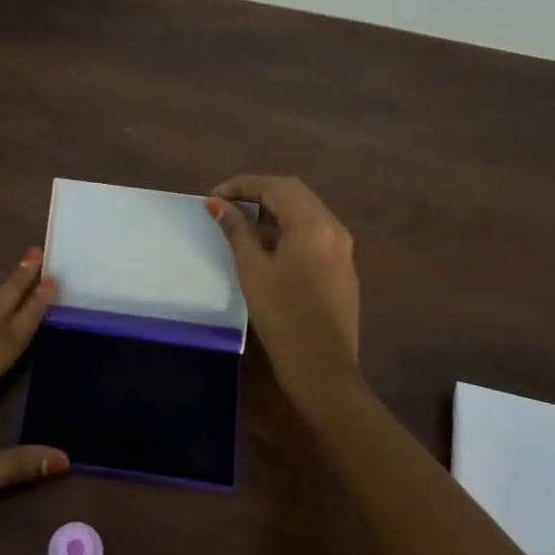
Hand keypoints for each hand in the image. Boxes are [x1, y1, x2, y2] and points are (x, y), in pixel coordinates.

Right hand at [206, 176, 361, 399]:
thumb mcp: (253, 270)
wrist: (323, 369)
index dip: (241, 185)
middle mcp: (333, 228)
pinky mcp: (342, 268)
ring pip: (306, 212)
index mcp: (313, 224)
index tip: (212, 197)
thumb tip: (218, 204)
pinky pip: (314, 232)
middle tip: (225, 206)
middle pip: (294, 193)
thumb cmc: (283, 317)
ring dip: (273, 210)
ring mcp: (343, 248)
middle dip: (258, 192)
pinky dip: (288, 228)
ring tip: (241, 224)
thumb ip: (237, 231)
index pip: (274, 186)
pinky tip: (267, 247)